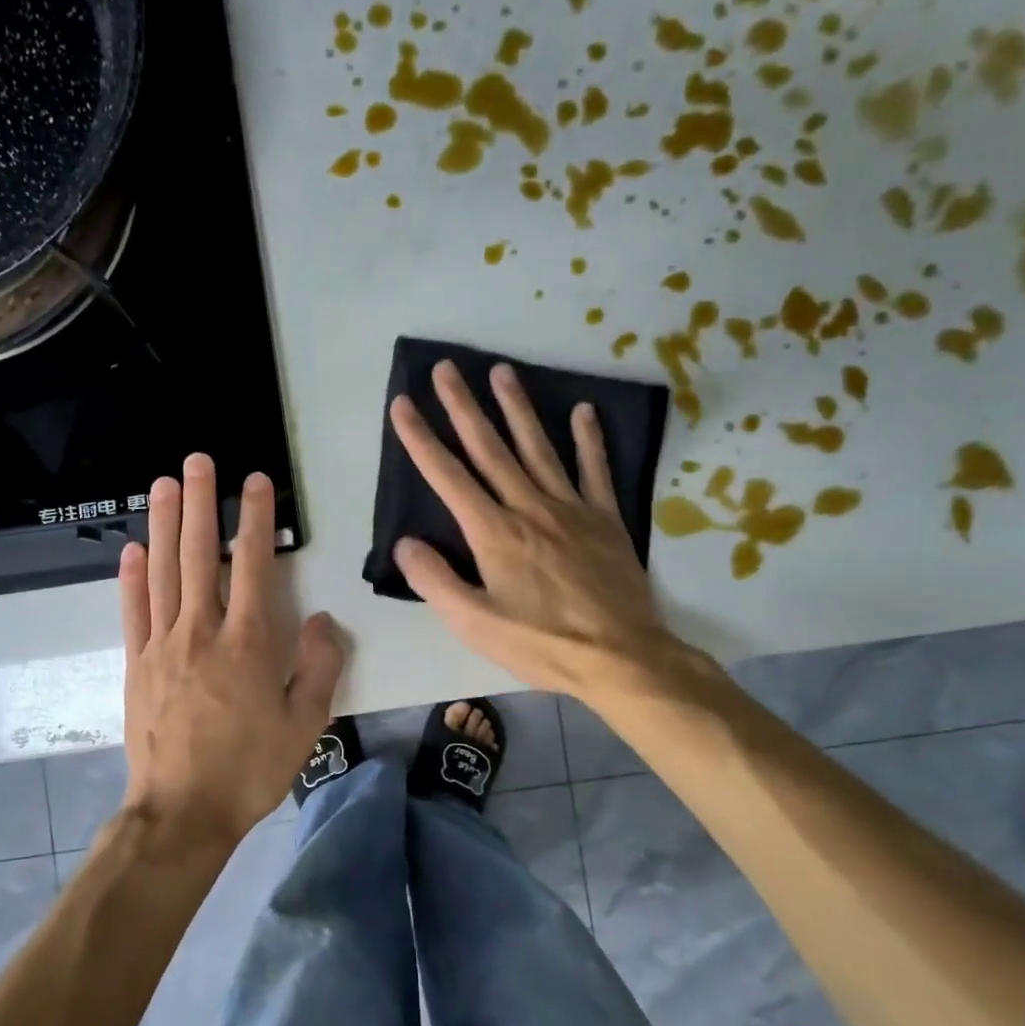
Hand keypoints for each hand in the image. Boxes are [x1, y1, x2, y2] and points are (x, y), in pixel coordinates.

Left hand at [118, 454, 345, 848]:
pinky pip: (133, 611)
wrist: (182, 813)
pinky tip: (132, 548)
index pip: (251, 564)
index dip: (254, 518)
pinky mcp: (136, 664)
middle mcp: (201, 631)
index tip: (255, 481)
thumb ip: (317, 666)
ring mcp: (162, 645)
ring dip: (164, 524)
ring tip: (164, 484)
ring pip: (162, 572)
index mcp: (247, 643)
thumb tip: (319, 618)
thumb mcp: (305, 725)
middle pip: (198, 554)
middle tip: (197, 460)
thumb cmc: (250, 769)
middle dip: (200, 503)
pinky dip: (131, 577)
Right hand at [391, 360, 684, 704]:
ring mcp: (571, 508)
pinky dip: (588, 439)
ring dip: (517, 408)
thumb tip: (404, 544)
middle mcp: (529, 507)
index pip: (447, 477)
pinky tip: (582, 411)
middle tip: (447, 367)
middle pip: (490, 448)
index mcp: (493, 532)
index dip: (421, 439)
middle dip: (463, 407)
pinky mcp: (605, 519)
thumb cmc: (542, 643)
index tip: (402, 404)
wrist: (622, 658)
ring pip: (538, 448)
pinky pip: (594, 470)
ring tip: (502, 371)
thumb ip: (435, 581)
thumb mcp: (474, 624)